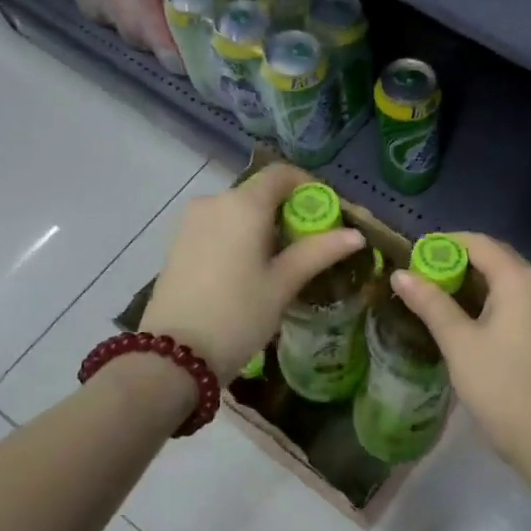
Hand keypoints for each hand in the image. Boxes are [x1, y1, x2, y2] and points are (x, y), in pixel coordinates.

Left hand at [143, 164, 363, 381]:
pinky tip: (250, 269)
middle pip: (260, 192)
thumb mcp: (283, 284)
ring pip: (238, 210)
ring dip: (264, 225)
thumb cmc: (237, 315)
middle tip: (311, 246)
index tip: (328, 214)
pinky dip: (240, 236)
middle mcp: (214, 202)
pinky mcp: (178, 242)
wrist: (173, 356)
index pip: (281, 174)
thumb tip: (357, 235)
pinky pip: (219, 225)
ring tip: (283, 263)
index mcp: (243, 205)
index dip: (309, 187)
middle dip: (289, 211)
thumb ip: (319, 252)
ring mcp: (191, 221)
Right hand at [391, 232, 530, 460]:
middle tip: (423, 278)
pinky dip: (495, 299)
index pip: (479, 243)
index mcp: (521, 279)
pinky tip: (472, 317)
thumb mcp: (458, 341)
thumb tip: (400, 274)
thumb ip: (430, 303)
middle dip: (460, 263)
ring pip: (510, 280)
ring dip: (477, 282)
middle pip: (497, 258)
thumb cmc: (499, 384)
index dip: (445, 244)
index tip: (415, 255)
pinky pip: (521, 299)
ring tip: (440, 297)